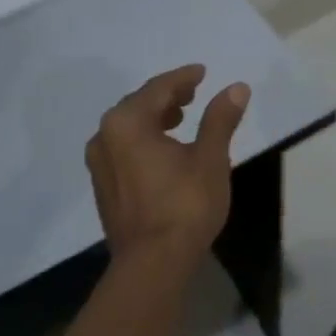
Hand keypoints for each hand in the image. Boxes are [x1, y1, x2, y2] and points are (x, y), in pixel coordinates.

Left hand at [86, 65, 249, 263]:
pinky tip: (164, 150)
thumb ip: (220, 119)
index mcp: (127, 122)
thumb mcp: (210, 158)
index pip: (158, 88)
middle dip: (167, 96)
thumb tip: (236, 87)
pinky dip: (144, 140)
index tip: (202, 72)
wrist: (153, 264)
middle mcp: (105, 136)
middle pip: (138, 104)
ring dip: (154, 117)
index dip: (182, 78)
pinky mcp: (103, 186)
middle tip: (192, 93)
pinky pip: (123, 148)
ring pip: (128, 127)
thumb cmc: (184, 205)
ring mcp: (99, 163)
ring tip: (180, 118)